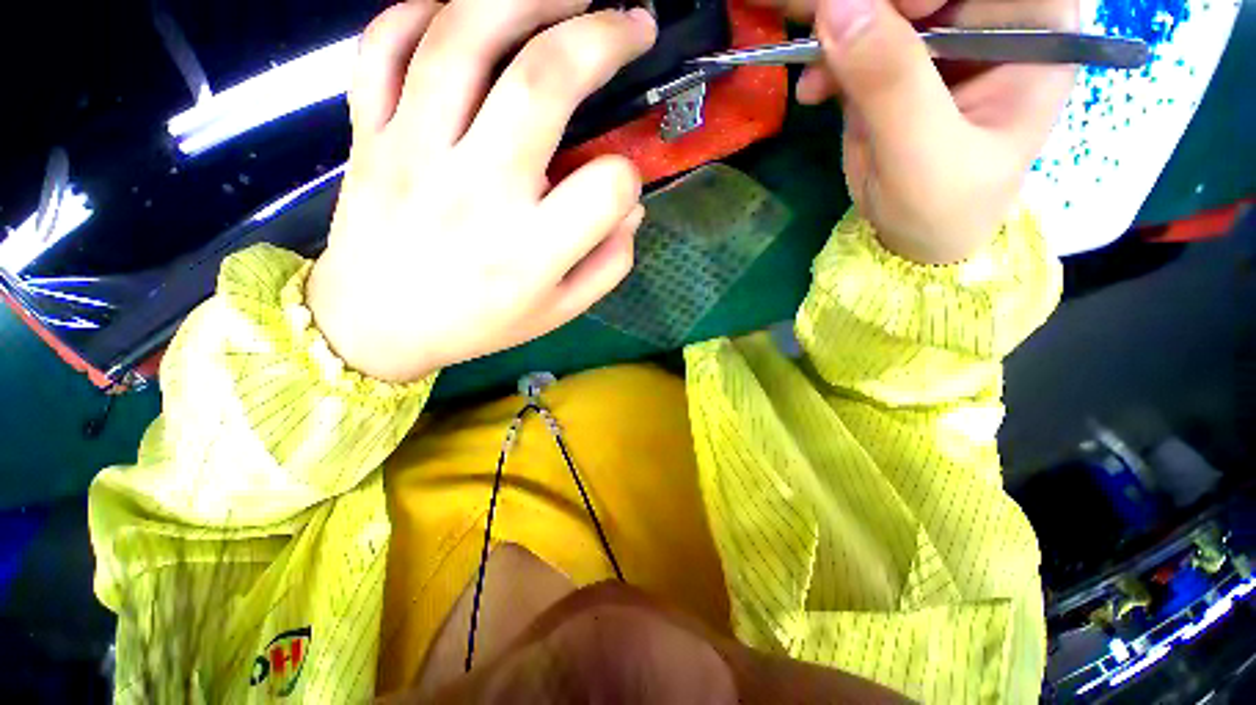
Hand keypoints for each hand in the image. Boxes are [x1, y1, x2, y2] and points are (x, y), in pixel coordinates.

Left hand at [307, 0, 657, 382]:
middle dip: (602, 37)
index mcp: (531, 250)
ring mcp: (412, 150)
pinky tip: (464, 16)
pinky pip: (386, 46)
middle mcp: (476, 190)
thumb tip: (630, 209)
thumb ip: (607, 264)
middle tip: (633, 23)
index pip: (608, 188)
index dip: (628, 179)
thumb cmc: (478, 324)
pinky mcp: (367, 132)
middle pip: (543, 81)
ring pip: (464, 37)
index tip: (620, 185)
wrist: (375, 327)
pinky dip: (424, 10)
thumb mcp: (559, 312)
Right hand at [753, 0, 1075, 263]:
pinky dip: (825, 60)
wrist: (913, 239)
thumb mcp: (924, 152)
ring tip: (809, 68)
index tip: (899, 8)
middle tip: (824, 21)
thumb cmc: (943, 207)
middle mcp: (990, 19)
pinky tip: (812, 92)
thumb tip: (838, 7)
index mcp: (1034, 29)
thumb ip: (890, 82)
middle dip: (872, 3)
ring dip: (837, 28)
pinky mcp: (894, 64)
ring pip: (883, 4)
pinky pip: (853, 39)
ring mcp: (938, 39)